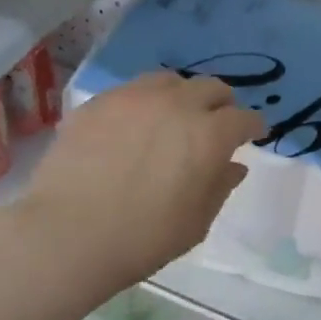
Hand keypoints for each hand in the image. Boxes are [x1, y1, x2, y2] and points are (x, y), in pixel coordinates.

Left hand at [15, 71, 265, 291]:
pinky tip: (133, 126)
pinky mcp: (98, 102)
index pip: (244, 118)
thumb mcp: (196, 223)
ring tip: (174, 117)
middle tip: (216, 124)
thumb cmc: (142, 238)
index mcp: (209, 135)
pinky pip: (131, 92)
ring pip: (170, 81)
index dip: (253, 127)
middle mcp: (176, 104)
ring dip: (182, 96)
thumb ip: (220, 187)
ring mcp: (134, 98)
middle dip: (221, 104)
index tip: (253, 135)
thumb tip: (233, 166)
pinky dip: (144, 104)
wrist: (67, 234)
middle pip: (211, 88)